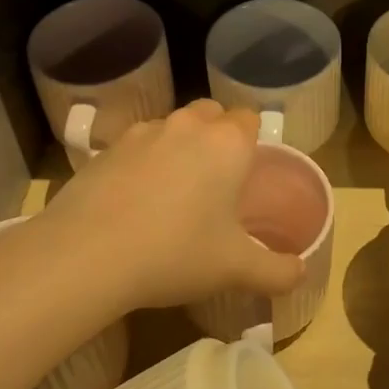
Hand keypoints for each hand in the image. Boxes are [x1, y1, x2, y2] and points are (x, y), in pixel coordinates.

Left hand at [40, 100, 306, 311]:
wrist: (87, 254)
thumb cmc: (176, 253)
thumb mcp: (235, 269)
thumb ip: (277, 271)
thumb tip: (301, 274)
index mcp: (227, 143)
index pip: (249, 118)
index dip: (252, 140)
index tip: (247, 173)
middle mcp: (187, 126)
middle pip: (210, 113)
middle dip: (216, 136)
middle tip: (214, 180)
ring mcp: (142, 133)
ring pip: (171, 127)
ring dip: (177, 147)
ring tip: (171, 193)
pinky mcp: (105, 149)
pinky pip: (135, 146)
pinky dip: (141, 163)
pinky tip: (133, 202)